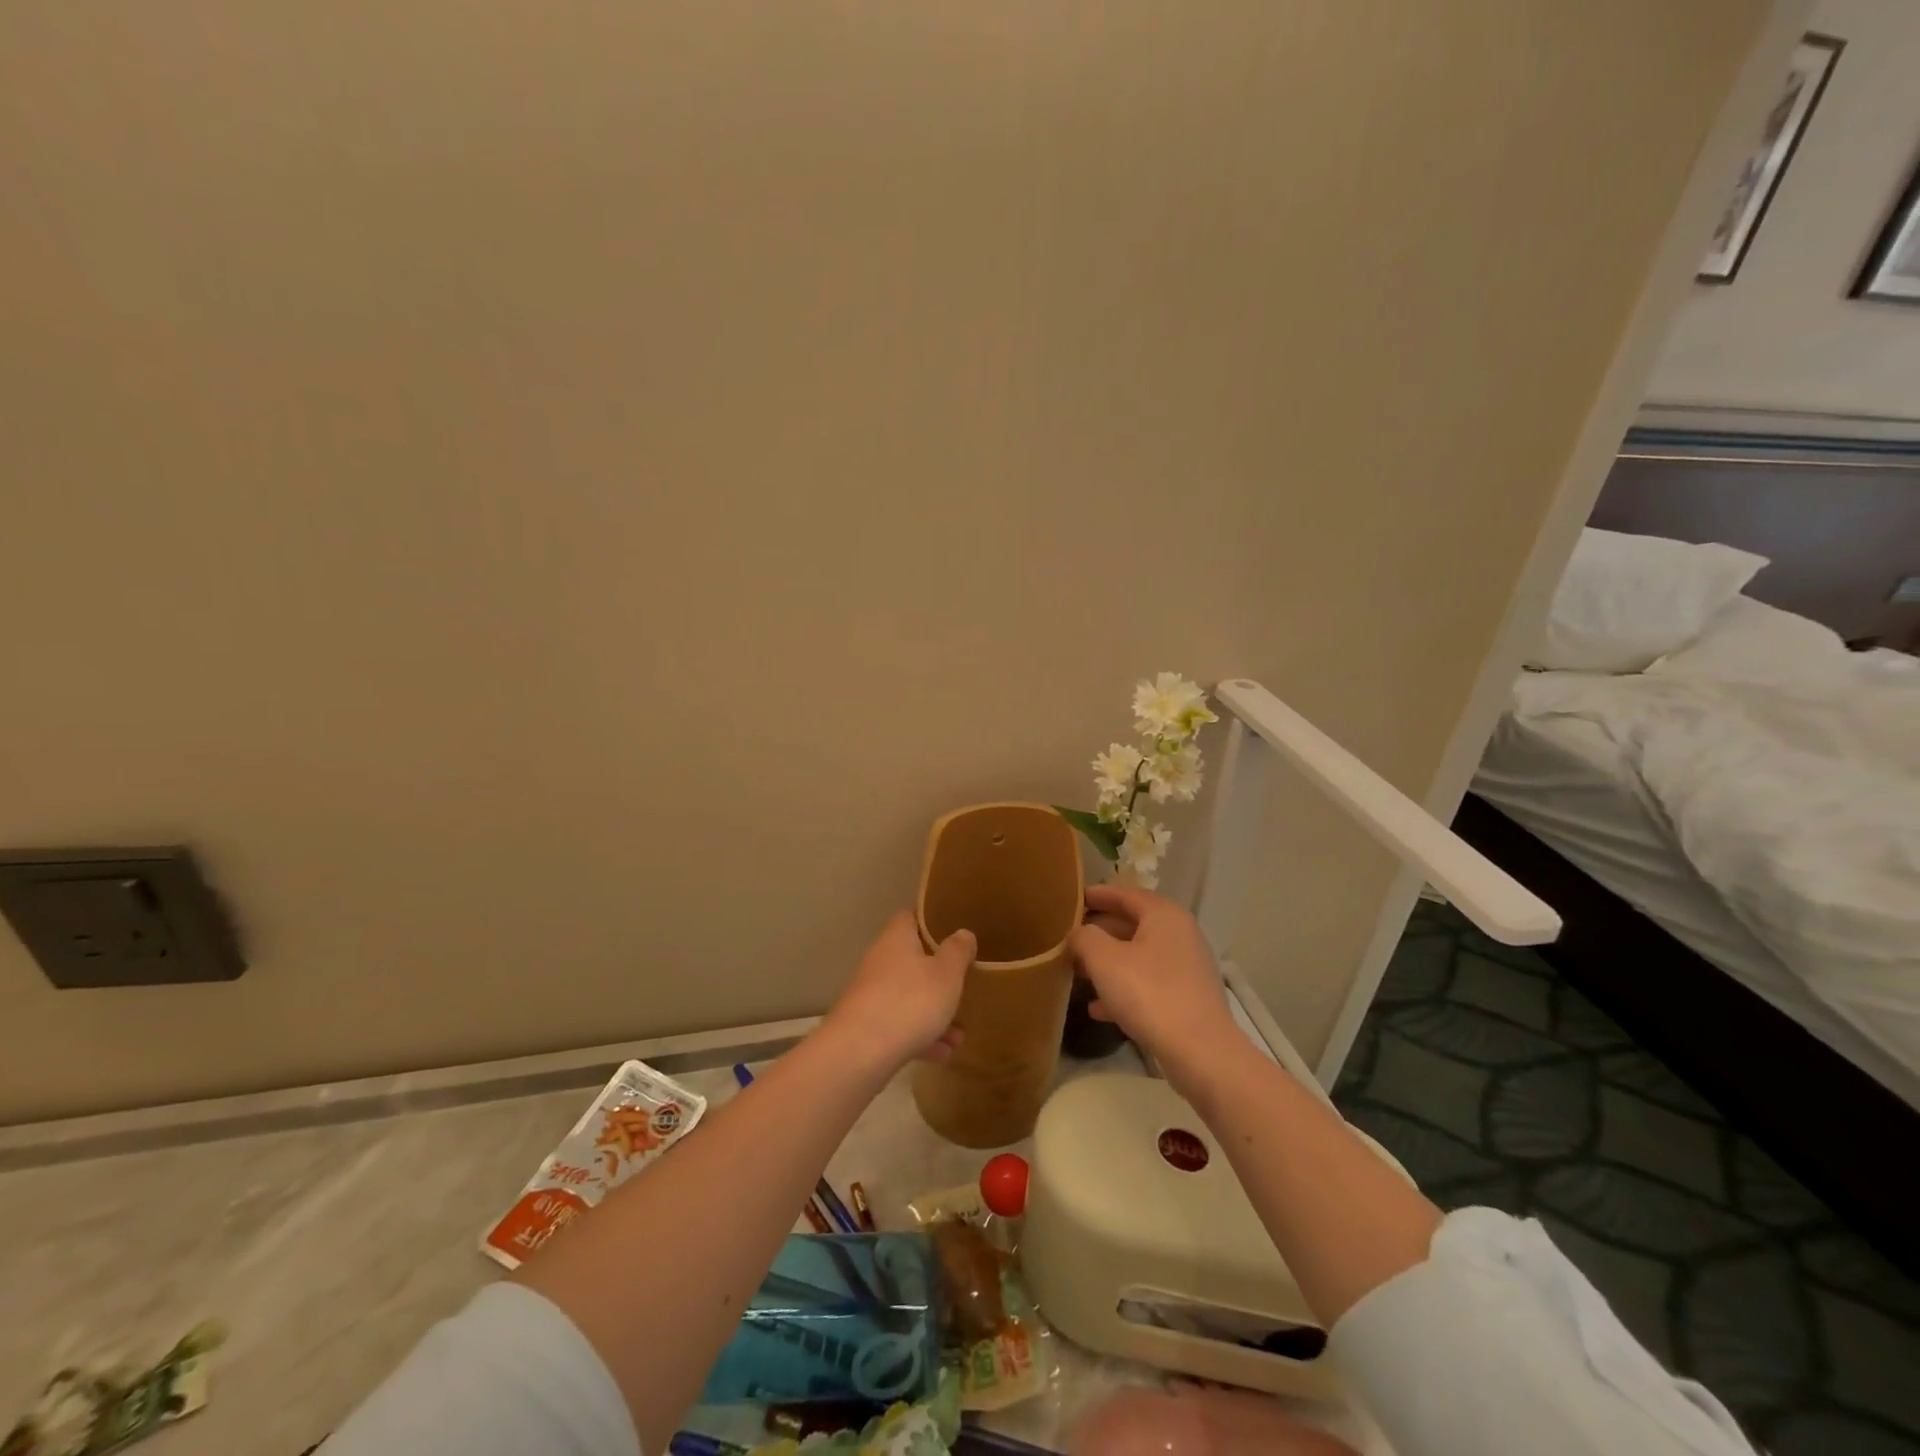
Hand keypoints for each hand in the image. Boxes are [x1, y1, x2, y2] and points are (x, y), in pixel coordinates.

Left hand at [825, 911, 974, 1072]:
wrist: (859, 1053)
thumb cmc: (910, 1001)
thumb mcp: (947, 973)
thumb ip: (958, 951)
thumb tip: (963, 933)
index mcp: (897, 938)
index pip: (911, 917)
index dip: (931, 920)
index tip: (952, 929)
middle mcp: (880, 961)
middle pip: (912, 960)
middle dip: (938, 976)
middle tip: (963, 984)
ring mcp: (871, 994)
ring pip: (909, 997)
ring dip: (934, 1013)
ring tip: (959, 1036)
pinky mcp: (866, 1026)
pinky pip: (900, 1025)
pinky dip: (920, 1037)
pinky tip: (942, 1054)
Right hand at [1070, 883, 1239, 1094]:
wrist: (1201, 1053)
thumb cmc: (1149, 993)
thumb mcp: (1104, 960)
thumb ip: (1085, 938)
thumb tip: (1078, 933)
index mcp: (1164, 916)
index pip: (1126, 894)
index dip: (1097, 894)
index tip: (1073, 898)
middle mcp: (1180, 935)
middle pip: (1133, 925)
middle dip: (1100, 932)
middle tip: (1070, 937)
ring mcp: (1187, 968)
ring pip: (1139, 956)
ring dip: (1108, 962)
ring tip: (1077, 972)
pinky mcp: (1187, 999)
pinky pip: (1148, 984)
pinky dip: (1123, 989)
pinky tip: (1098, 1008)